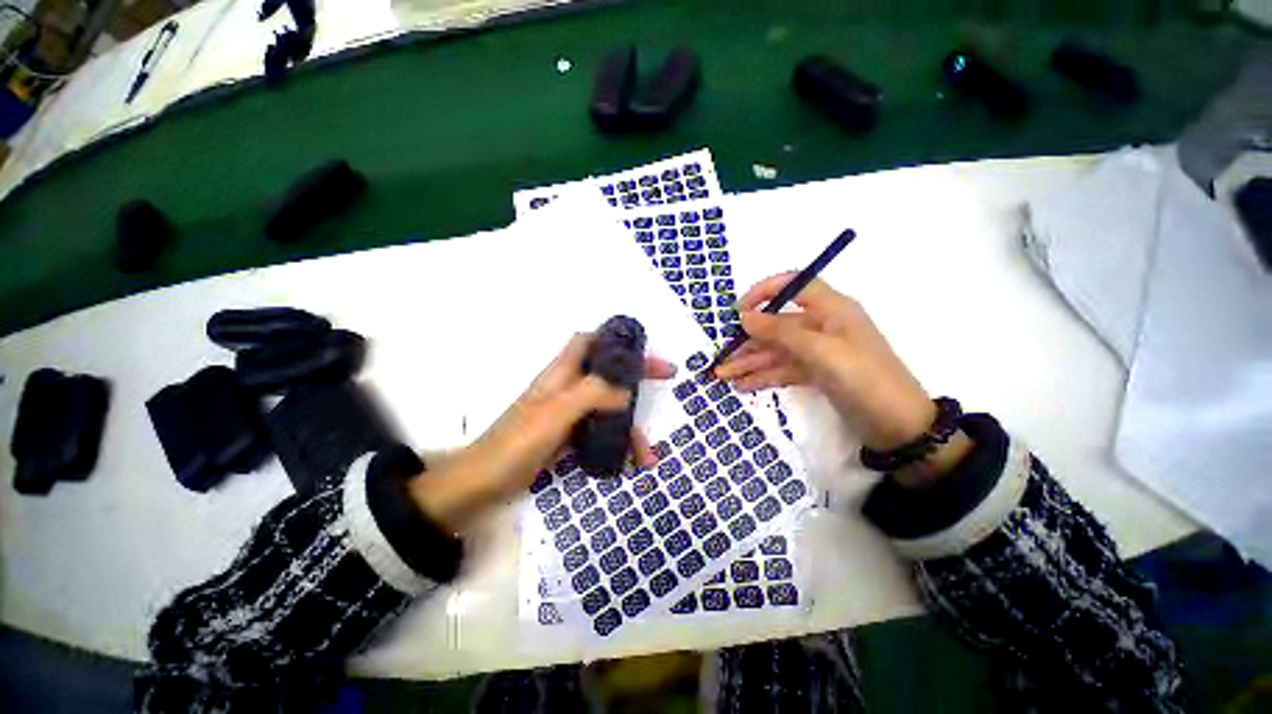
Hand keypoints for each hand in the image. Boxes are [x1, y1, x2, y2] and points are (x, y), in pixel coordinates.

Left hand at [411, 334, 674, 531]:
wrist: (484, 483)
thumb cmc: (517, 441)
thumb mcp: (556, 412)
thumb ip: (592, 394)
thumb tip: (626, 393)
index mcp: (561, 373)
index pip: (589, 341)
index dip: (615, 338)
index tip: (642, 346)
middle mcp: (567, 388)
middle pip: (607, 373)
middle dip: (637, 377)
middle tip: (666, 380)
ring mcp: (568, 414)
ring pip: (608, 407)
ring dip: (631, 426)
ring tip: (648, 455)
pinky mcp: (568, 437)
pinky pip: (601, 433)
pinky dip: (617, 445)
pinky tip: (629, 464)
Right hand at [715, 273, 937, 454]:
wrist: (899, 428)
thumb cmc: (863, 379)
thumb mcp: (820, 351)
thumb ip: (780, 331)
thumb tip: (744, 316)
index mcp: (831, 309)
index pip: (793, 285)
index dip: (764, 291)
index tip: (739, 310)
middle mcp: (823, 326)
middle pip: (777, 326)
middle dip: (748, 341)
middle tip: (721, 358)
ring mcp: (819, 352)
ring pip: (777, 351)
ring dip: (750, 362)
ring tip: (723, 376)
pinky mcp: (818, 374)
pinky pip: (784, 369)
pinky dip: (764, 376)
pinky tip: (743, 385)